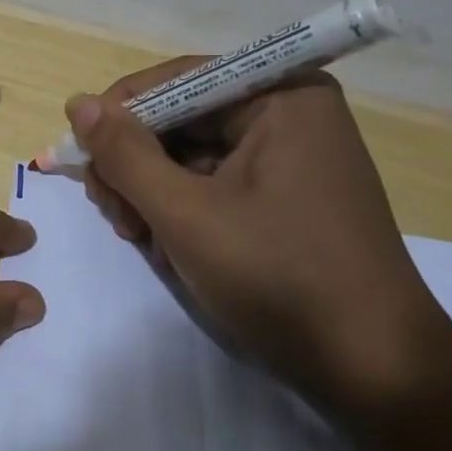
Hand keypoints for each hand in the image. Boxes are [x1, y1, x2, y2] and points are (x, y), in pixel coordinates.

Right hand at [71, 61, 444, 412]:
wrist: (373, 370)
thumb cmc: (279, 277)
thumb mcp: (186, 214)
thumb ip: (125, 154)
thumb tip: (78, 104)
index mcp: (281, 96)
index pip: (177, 80)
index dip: (120, 114)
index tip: (80, 157)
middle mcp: (288, 114)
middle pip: (181, 119)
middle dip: (137, 166)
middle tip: (116, 217)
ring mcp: (289, 158)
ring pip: (191, 156)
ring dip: (153, 194)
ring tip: (141, 239)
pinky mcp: (285, 197)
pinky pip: (214, 184)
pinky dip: (182, 211)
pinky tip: (169, 248)